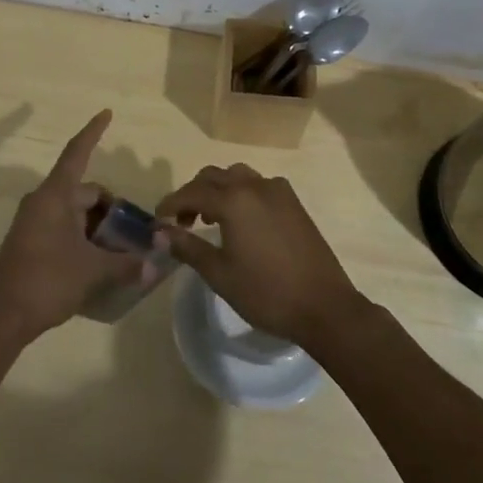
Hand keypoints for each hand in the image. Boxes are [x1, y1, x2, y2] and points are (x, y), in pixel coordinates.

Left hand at [0, 110, 141, 341]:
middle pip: (85, 192)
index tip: (107, 113)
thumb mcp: (93, 271)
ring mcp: (34, 222)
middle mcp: (43, 202)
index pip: (77, 153)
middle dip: (112, 209)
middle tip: (136, 234)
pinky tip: (101, 261)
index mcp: (55, 196)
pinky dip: (85, 237)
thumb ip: (127, 264)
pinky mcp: (31, 242)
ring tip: (123, 252)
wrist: (2, 316)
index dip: (93, 132)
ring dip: (99, 227)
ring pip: (76, 213)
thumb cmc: (47, 281)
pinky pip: (65, 228)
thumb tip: (156, 264)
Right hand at [156, 164, 363, 350]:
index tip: (158, 220)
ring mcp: (279, 191)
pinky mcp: (294, 203)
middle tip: (182, 222)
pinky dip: (241, 193)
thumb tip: (161, 232)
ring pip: (238, 176)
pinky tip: (242, 221)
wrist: (324, 307)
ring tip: (210, 218)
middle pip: (213, 176)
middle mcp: (255, 186)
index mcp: (234, 200)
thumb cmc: (266, 293)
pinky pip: (259, 185)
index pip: (192, 192)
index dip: (171, 204)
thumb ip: (188, 247)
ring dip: (218, 190)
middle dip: (193, 194)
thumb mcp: (220, 274)